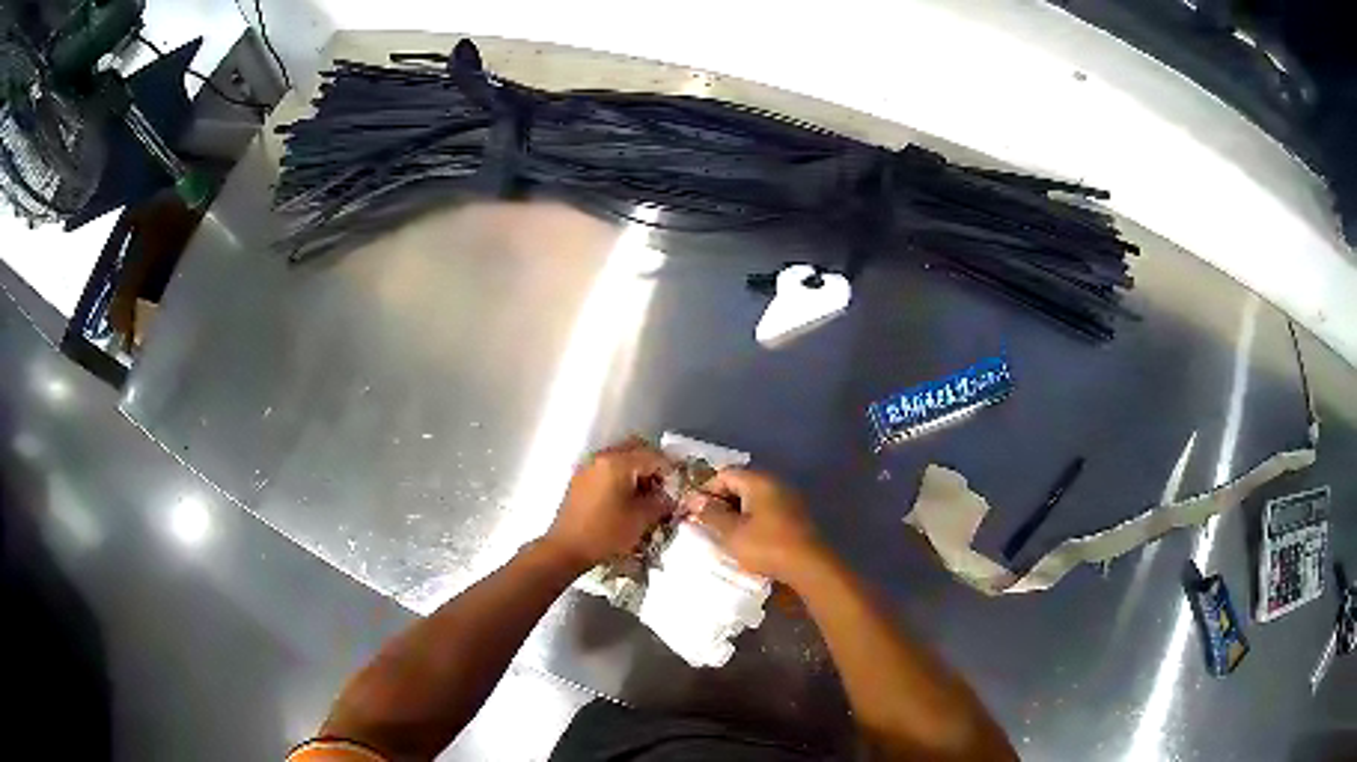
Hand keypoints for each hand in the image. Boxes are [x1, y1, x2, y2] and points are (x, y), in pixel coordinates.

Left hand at [544, 438, 674, 568]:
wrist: (567, 548)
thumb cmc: (606, 533)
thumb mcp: (641, 518)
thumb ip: (661, 502)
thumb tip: (672, 497)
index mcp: (617, 462)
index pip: (653, 456)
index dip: (670, 470)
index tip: (678, 487)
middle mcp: (601, 457)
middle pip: (635, 448)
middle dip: (652, 465)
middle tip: (663, 487)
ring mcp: (588, 466)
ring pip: (620, 457)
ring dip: (636, 470)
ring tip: (646, 495)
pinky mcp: (580, 479)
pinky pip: (607, 468)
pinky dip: (621, 476)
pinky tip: (626, 498)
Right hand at [685, 467, 825, 583]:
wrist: (809, 566)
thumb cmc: (766, 546)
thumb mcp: (732, 532)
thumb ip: (711, 514)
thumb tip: (694, 499)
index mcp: (758, 481)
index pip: (725, 474)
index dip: (706, 490)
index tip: (694, 511)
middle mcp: (775, 483)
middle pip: (740, 484)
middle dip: (720, 502)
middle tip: (705, 523)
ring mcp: (788, 499)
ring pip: (753, 499)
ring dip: (736, 512)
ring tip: (722, 533)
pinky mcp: (795, 516)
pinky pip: (766, 510)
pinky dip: (752, 520)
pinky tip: (745, 538)